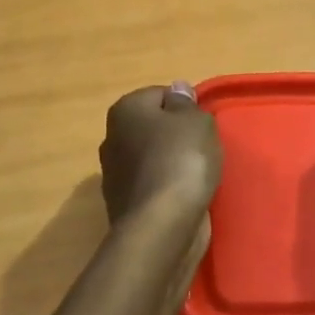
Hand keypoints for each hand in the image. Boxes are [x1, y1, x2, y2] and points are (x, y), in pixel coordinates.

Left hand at [99, 83, 222, 226]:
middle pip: (152, 128)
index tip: (203, 126)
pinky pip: (151, 185)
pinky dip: (165, 189)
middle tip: (202, 150)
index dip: (186, 108)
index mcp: (125, 110)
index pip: (161, 95)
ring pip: (151, 158)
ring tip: (196, 177)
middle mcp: (111, 137)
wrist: (162, 224)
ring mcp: (113, 173)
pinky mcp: (122, 203)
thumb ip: (186, 103)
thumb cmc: (181, 161)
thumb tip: (177, 89)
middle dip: (175, 136)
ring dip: (170, 164)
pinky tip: (183, 198)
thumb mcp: (196, 121)